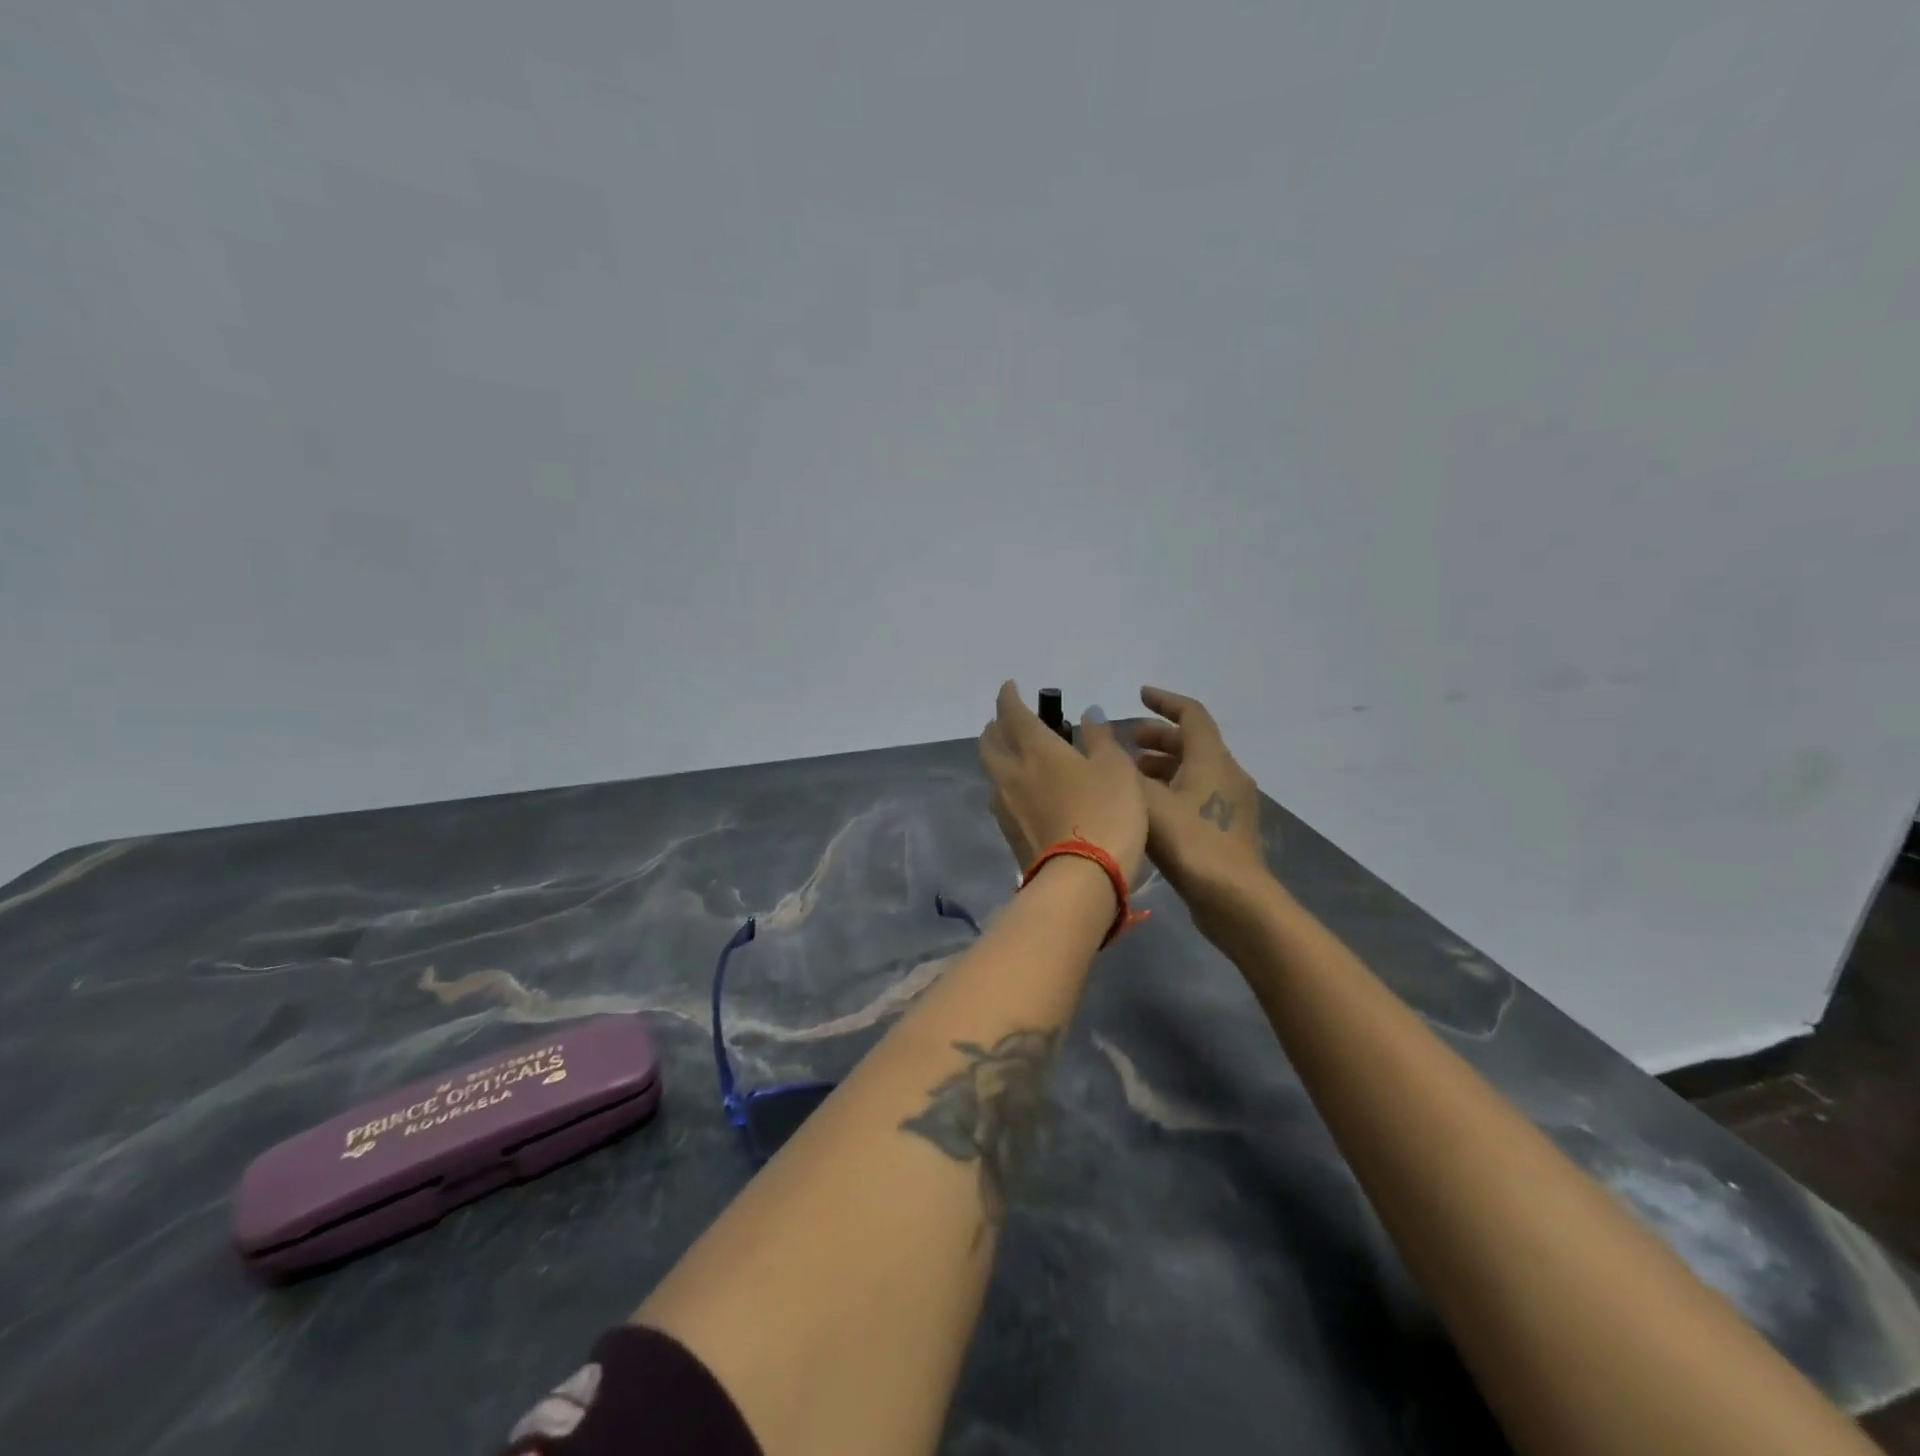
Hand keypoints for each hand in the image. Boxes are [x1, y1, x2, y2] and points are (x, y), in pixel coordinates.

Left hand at [977, 681, 1148, 885]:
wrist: (1080, 880)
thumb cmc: (1105, 814)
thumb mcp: (1116, 769)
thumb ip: (1101, 739)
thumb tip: (1089, 714)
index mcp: (1036, 749)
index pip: (1013, 713)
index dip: (1009, 697)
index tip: (1011, 687)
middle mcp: (1011, 773)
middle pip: (989, 742)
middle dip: (996, 726)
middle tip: (1010, 722)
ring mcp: (1005, 806)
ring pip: (992, 771)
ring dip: (999, 757)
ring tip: (1017, 756)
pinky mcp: (1008, 834)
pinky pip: (1000, 798)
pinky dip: (1007, 785)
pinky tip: (1025, 792)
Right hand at [1131, 687, 1266, 915]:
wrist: (1235, 901)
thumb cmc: (1191, 843)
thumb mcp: (1147, 800)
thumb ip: (1119, 764)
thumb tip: (1095, 727)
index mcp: (1212, 759)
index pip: (1191, 714)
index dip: (1164, 701)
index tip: (1139, 695)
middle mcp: (1227, 774)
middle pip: (1192, 743)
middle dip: (1158, 737)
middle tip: (1125, 741)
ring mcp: (1230, 805)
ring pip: (1193, 771)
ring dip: (1162, 766)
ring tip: (1128, 775)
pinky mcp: (1227, 830)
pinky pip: (1197, 795)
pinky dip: (1171, 790)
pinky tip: (1146, 810)